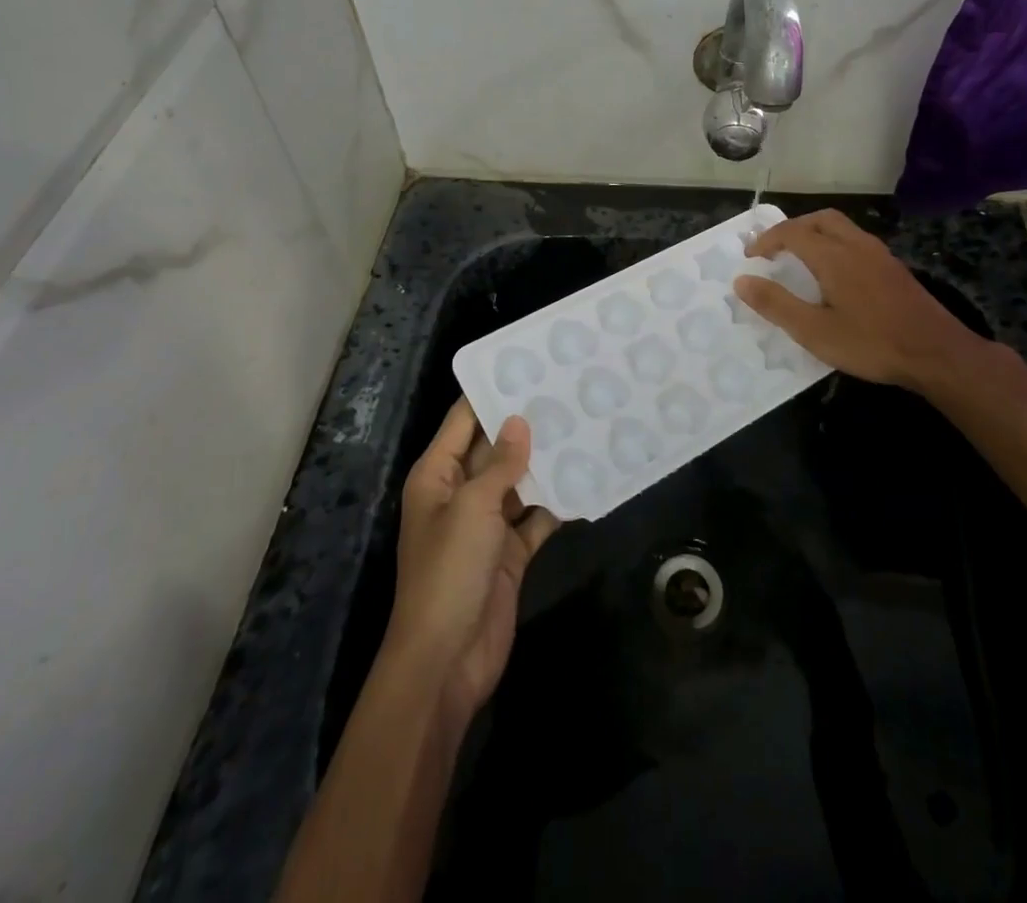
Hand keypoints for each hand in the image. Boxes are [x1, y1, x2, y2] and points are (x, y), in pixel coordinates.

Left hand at [384, 399, 559, 725]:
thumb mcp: (472, 509)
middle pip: (495, 449)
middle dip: (527, 425)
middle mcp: (461, 493)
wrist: (446, 661)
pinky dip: (557, 503)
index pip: (464, 420)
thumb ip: (500, 464)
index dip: (491, 393)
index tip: (527, 366)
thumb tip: (519, 420)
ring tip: (585, 425)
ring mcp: (487, 524)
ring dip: (546, 462)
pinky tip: (588, 479)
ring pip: (519, 481)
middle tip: (568, 391)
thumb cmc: (448, 572)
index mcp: (438, 475)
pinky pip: (536, 517)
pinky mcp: (510, 553)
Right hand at [734, 209, 994, 395]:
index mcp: (834, 256)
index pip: (792, 232)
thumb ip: (776, 304)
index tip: (751, 257)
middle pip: (820, 219)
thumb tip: (742, 281)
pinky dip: (835, 244)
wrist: (937, 353)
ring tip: (800, 258)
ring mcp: (880, 255)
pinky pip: (857, 242)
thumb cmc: (871, 343)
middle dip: (793, 228)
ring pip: (842, 227)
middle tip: (775, 250)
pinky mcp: (894, 269)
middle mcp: (856, 245)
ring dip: (816, 234)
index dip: (767, 240)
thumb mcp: (814, 331)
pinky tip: (835, 275)